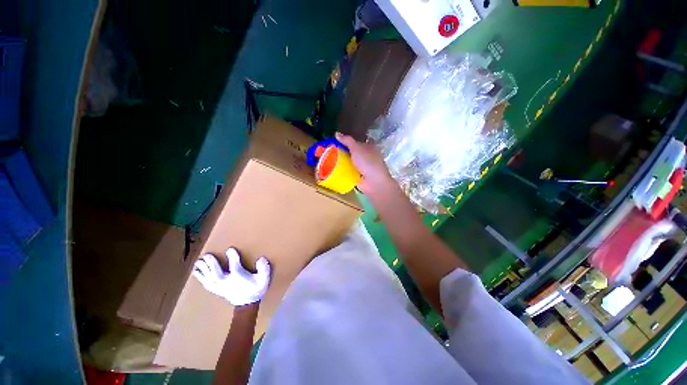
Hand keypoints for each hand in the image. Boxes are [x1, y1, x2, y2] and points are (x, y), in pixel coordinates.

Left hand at [193, 248, 270, 305]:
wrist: (248, 304)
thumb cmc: (256, 289)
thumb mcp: (264, 278)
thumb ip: (264, 268)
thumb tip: (261, 259)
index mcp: (239, 278)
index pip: (235, 266)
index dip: (232, 257)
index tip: (230, 249)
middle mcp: (228, 282)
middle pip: (217, 273)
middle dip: (212, 264)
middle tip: (206, 256)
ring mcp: (221, 287)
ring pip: (210, 279)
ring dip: (203, 271)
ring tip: (198, 263)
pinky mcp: (217, 290)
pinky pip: (207, 284)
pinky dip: (201, 278)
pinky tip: (197, 273)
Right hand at [335, 132, 395, 195]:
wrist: (373, 182)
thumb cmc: (368, 162)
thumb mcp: (357, 148)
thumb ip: (347, 141)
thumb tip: (336, 133)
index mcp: (369, 148)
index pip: (356, 142)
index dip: (346, 142)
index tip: (335, 142)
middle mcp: (366, 157)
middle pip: (352, 153)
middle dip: (342, 152)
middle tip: (329, 152)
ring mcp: (362, 168)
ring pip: (349, 163)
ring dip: (341, 162)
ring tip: (327, 160)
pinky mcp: (358, 176)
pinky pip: (348, 172)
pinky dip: (342, 171)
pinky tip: (332, 170)